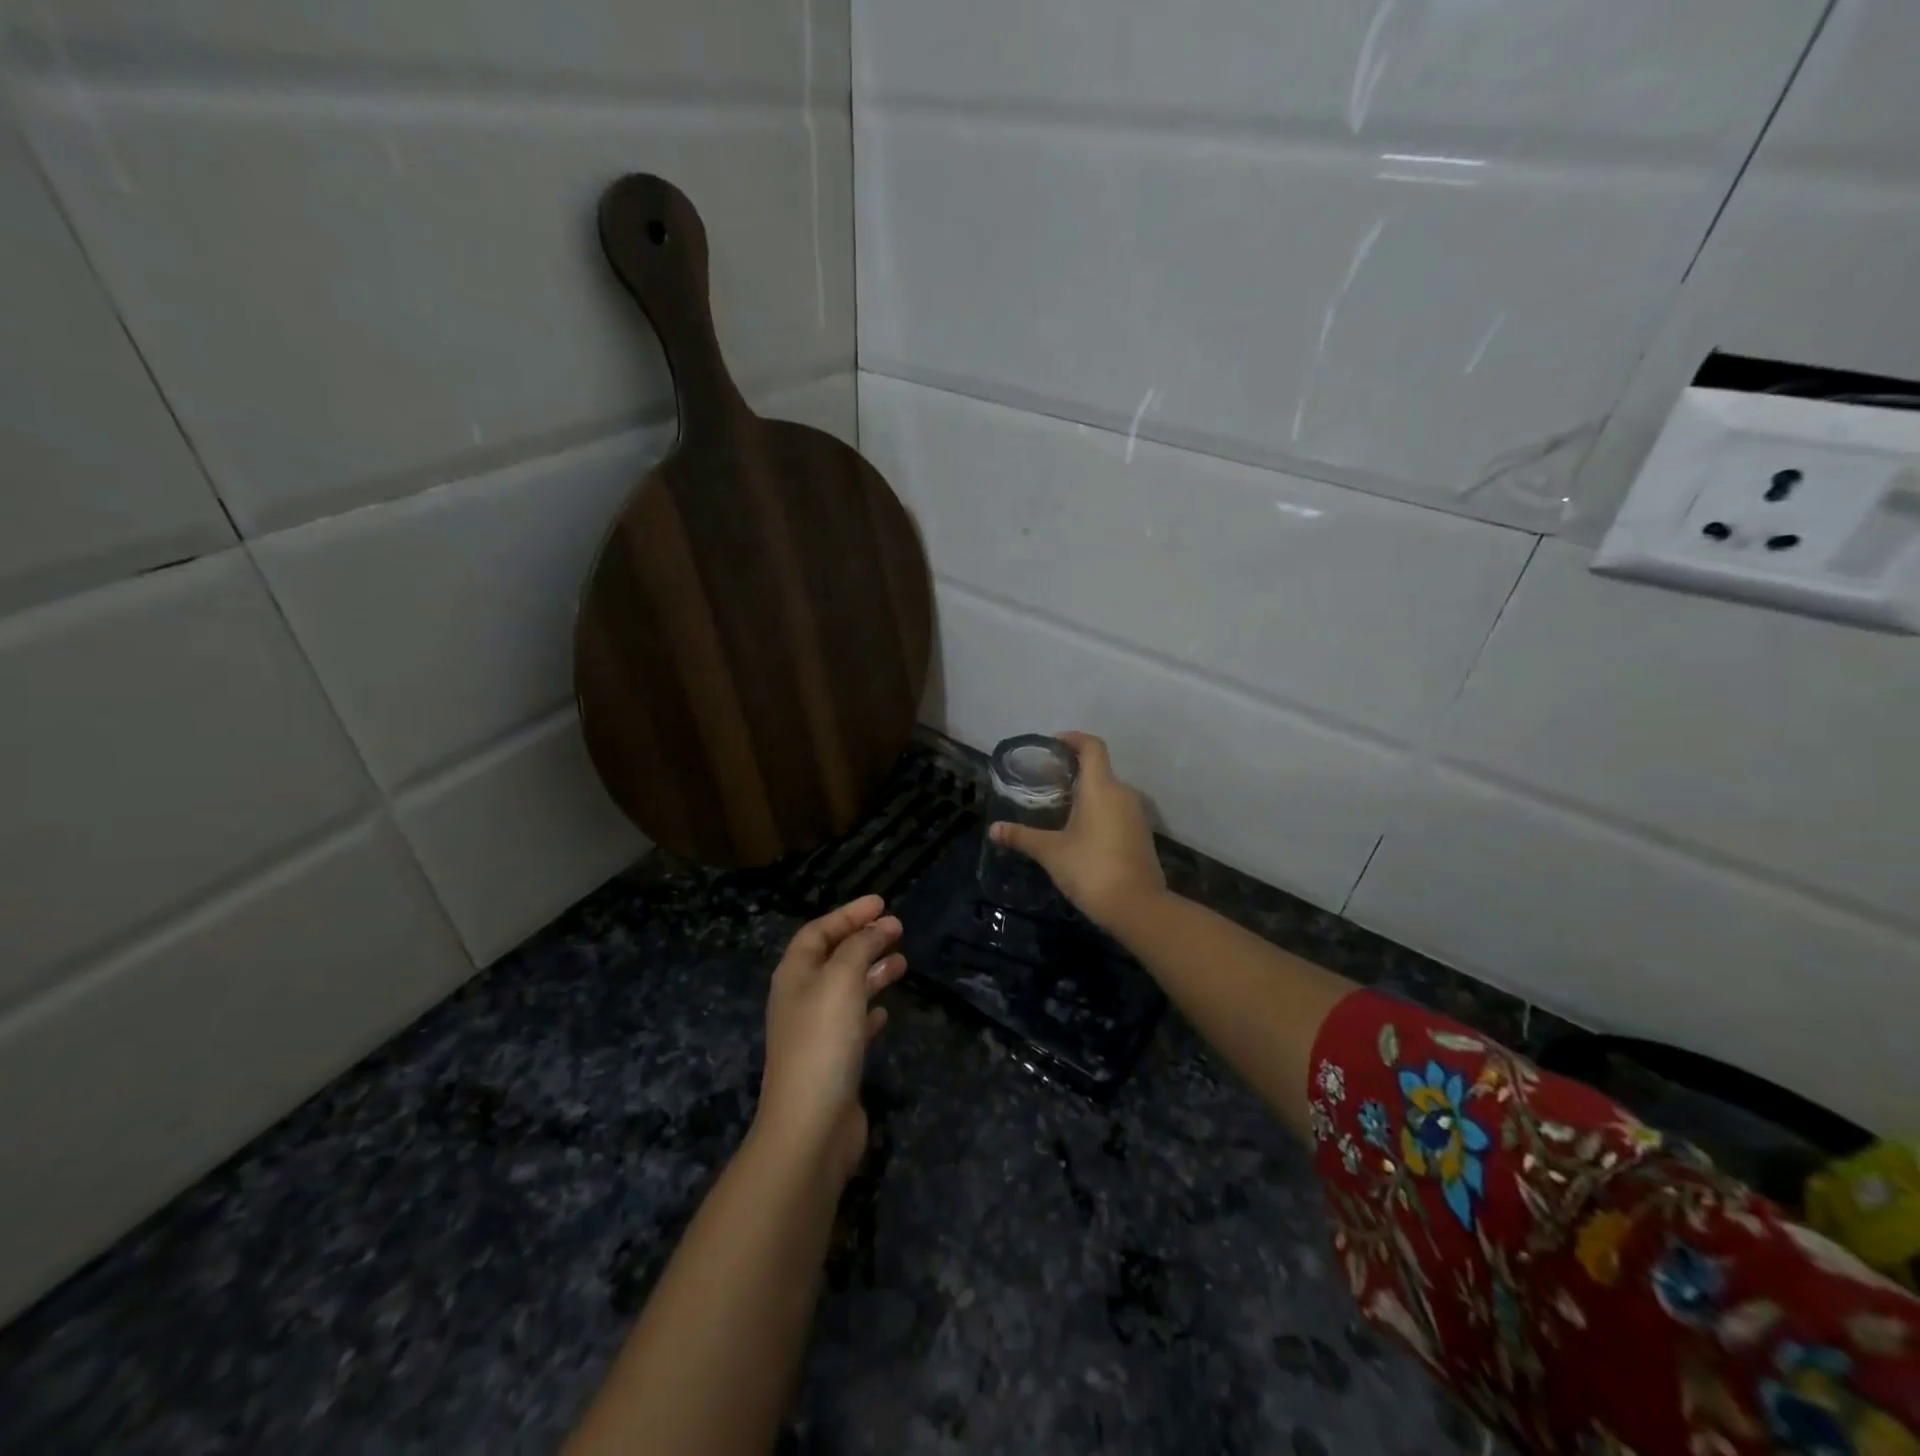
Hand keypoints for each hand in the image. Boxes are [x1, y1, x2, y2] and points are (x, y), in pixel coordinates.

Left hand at [755, 895, 905, 1182]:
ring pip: (847, 989)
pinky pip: (853, 1024)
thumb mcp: (842, 979)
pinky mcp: (833, 1061)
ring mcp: (816, 1032)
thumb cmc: (823, 1040)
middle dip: (864, 940)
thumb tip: (877, 926)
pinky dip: (870, 1010)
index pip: (818, 931)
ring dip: (872, 972)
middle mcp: (801, 998)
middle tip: (897, 928)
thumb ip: (860, 947)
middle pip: (833, 957)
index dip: (848, 914)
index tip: (882, 902)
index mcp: (794, 975)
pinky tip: (887, 1011)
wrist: (811, 1125)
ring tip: (903, 963)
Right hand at [989, 731, 1166, 931]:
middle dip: (1073, 770)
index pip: (1092, 747)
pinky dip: (1098, 810)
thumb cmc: (1090, 869)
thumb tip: (994, 829)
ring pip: (1109, 791)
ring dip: (1086, 792)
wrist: (1137, 907)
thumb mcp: (1050, 852)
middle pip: (1099, 769)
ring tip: (1059, 806)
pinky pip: (1117, 810)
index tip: (1053, 744)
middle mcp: (1123, 793)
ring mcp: (1136, 814)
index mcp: (1101, 788)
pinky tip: (1080, 830)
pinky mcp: (1141, 834)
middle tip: (1046, 781)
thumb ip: (1022, 837)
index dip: (1073, 739)